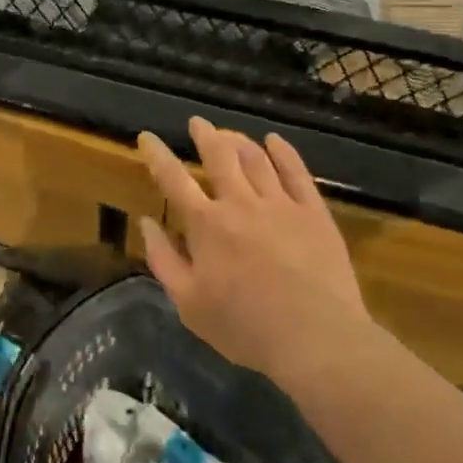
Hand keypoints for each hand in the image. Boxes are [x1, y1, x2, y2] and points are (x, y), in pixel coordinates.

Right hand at [137, 118, 371, 379]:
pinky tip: (275, 141)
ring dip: (238, 141)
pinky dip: (283, 152)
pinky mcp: (314, 213)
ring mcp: (280, 204)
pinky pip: (297, 172)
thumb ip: (163, 259)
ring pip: (256, 158)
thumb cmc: (244, 327)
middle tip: (198, 123)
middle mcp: (240, 203)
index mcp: (206, 225)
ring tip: (229, 133)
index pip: (173, 179)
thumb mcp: (188, 303)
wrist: (317, 340)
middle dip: (205, 135)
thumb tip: (146, 222)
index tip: (147, 137)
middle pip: (219, 156)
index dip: (157, 155)